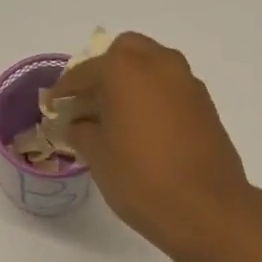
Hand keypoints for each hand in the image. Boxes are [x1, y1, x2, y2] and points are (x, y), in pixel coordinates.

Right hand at [54, 33, 255, 255]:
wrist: (206, 208)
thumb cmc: (141, 179)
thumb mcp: (98, 157)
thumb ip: (82, 131)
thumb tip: (78, 124)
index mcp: (125, 69)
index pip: (85, 72)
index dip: (65, 90)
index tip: (54, 106)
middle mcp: (160, 64)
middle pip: (126, 53)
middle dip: (105, 72)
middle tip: (90, 104)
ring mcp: (188, 83)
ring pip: (154, 67)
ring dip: (133, 83)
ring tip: (117, 118)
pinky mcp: (207, 106)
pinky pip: (172, 90)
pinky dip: (155, 99)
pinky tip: (145, 131)